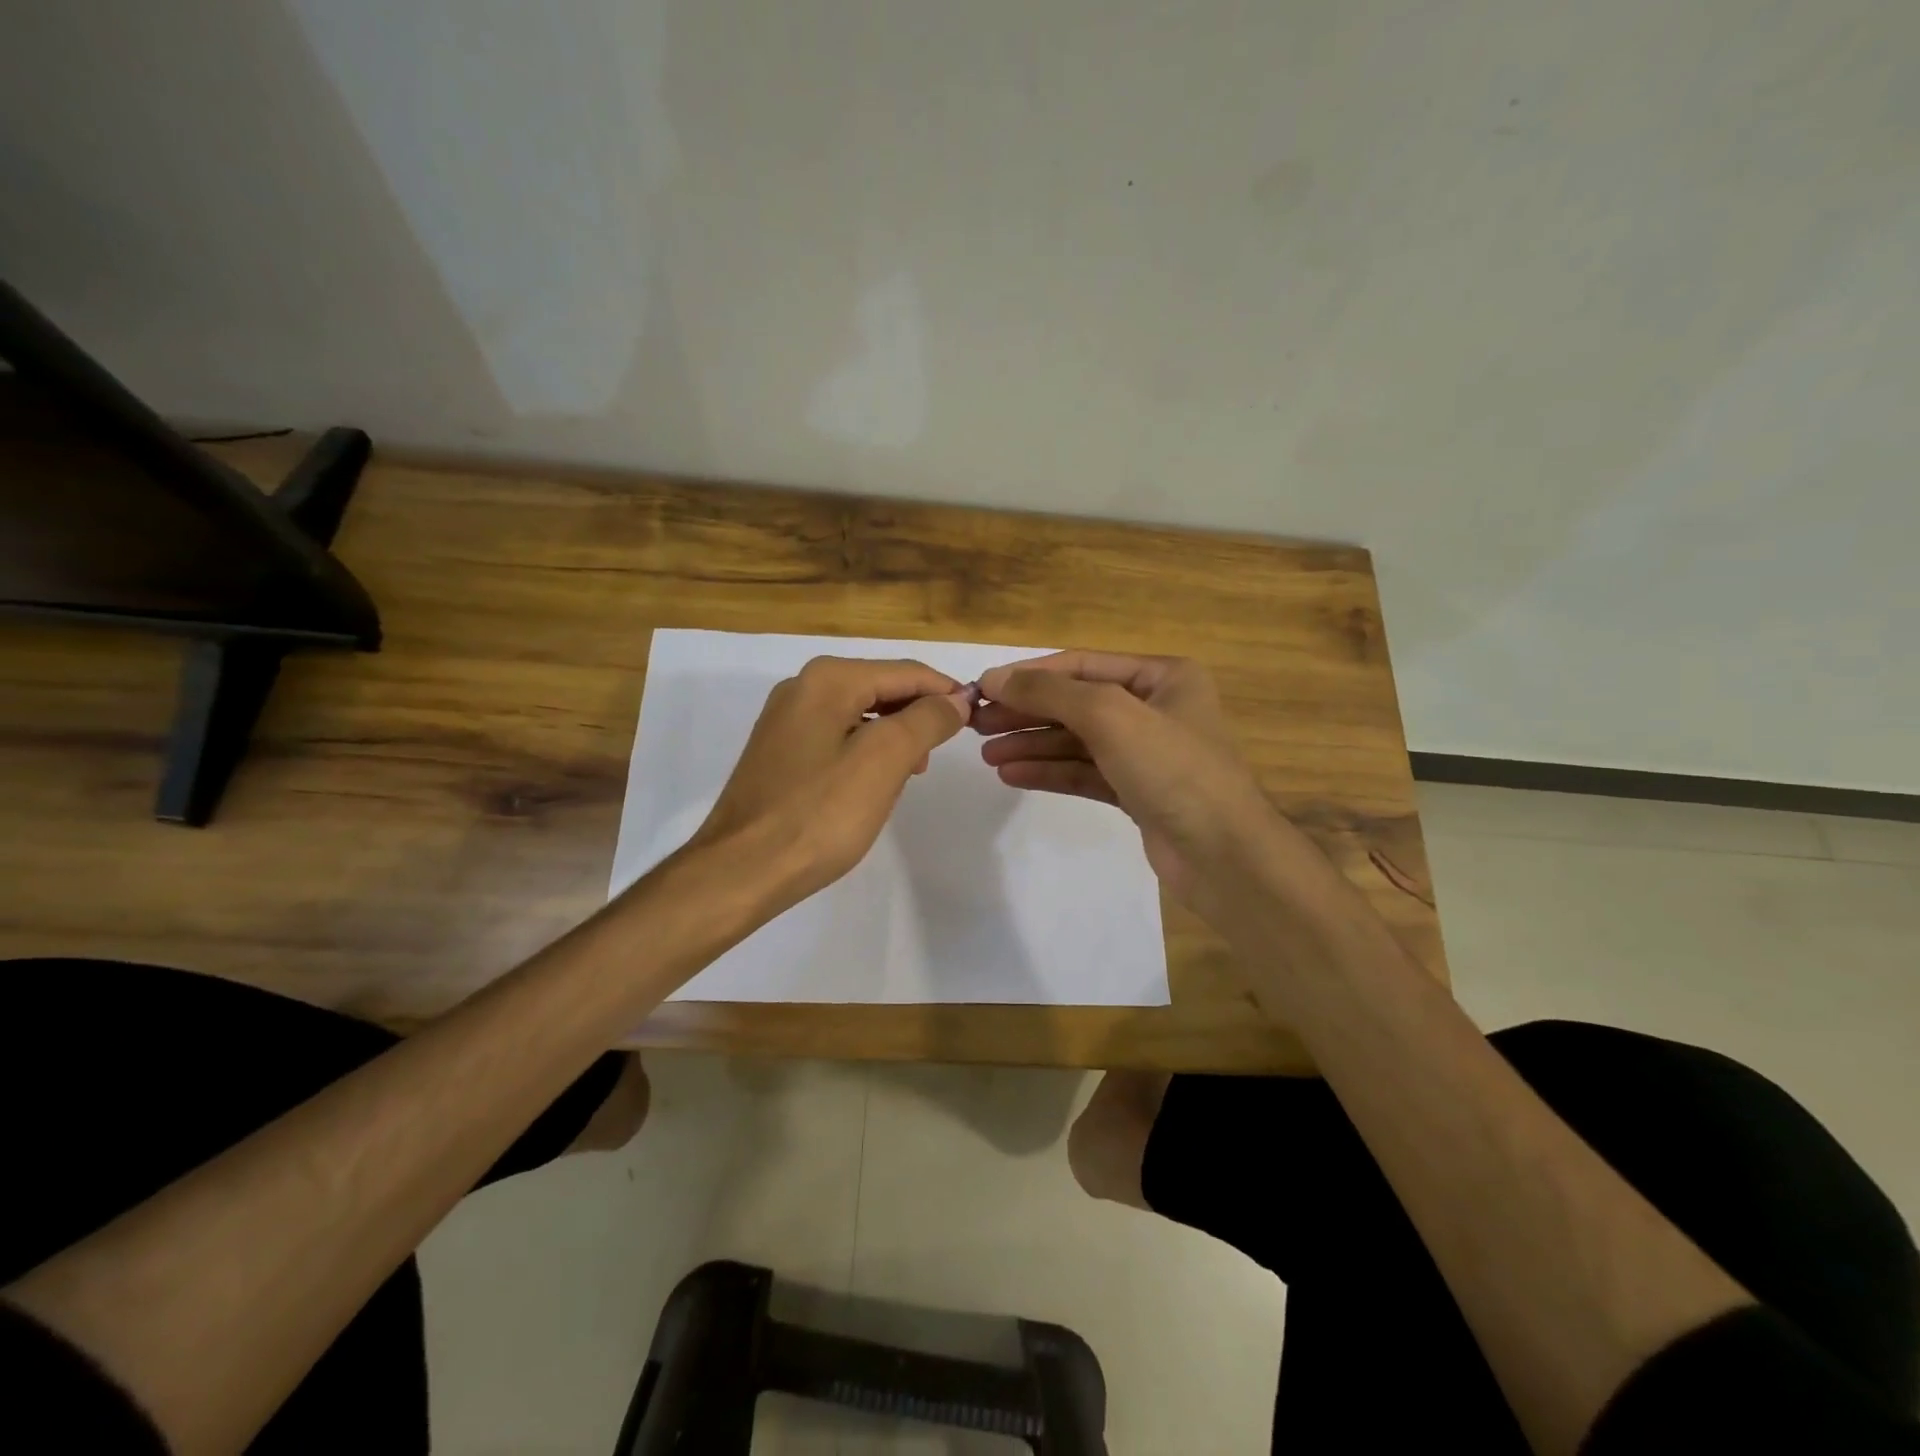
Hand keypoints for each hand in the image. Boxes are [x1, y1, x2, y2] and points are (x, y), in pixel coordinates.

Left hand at [688, 657, 973, 906]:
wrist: (742, 869)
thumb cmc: (819, 814)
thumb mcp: (884, 761)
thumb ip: (926, 721)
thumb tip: (956, 701)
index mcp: (828, 680)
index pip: (906, 672)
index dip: (946, 692)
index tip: (979, 717)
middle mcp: (802, 687)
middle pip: (881, 687)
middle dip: (918, 714)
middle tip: (945, 750)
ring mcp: (786, 720)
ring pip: (860, 714)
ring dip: (894, 735)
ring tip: (914, 771)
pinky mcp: (780, 751)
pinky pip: (837, 736)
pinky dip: (866, 750)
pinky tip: (876, 782)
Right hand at [974, 651, 1278, 916]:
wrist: (1224, 856)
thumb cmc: (1173, 769)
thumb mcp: (1110, 716)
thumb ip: (1050, 693)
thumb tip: (995, 679)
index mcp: (1163, 677)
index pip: (1082, 665)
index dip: (1030, 675)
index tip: (982, 688)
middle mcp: (1155, 708)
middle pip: (1076, 703)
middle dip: (1027, 712)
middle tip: (977, 724)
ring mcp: (1146, 753)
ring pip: (1077, 741)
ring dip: (1032, 744)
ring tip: (987, 754)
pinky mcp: (1136, 792)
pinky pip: (1084, 772)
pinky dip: (1049, 772)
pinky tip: (1012, 774)